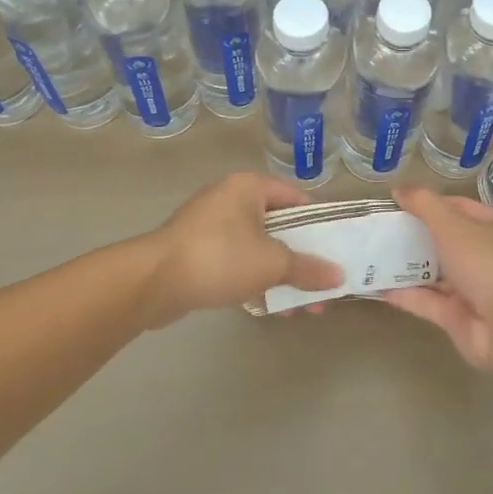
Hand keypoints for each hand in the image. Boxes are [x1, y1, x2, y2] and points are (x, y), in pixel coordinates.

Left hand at [140, 174, 342, 328]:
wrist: (153, 282)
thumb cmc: (220, 257)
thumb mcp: (272, 263)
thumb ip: (308, 268)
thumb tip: (339, 277)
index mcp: (249, 187)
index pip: (295, 197)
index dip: (318, 221)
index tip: (335, 247)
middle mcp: (230, 198)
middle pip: (278, 225)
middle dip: (301, 257)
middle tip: (322, 282)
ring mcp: (210, 225)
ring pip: (257, 247)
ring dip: (280, 274)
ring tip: (301, 305)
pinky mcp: (196, 252)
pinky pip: (236, 261)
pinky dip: (255, 279)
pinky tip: (271, 306)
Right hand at [383, 188, 492, 369]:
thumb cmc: (488, 262)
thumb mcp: (453, 225)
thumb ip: (425, 205)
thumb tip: (399, 189)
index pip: (463, 208)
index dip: (433, 204)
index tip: (400, 204)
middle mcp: (491, 258)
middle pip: (450, 241)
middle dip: (419, 236)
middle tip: (384, 230)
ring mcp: (477, 290)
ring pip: (439, 274)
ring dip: (410, 267)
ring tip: (376, 256)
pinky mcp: (461, 319)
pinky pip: (430, 303)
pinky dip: (407, 295)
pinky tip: (379, 287)